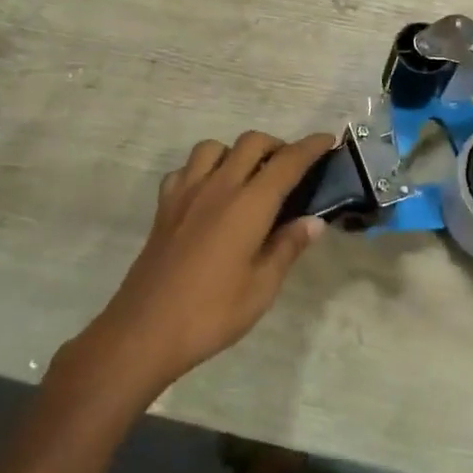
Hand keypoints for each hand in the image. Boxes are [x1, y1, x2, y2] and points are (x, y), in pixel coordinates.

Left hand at [72, 130, 335, 399]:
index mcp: (249, 205)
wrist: (144, 332)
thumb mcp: (263, 287)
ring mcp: (186, 193)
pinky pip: (185, 170)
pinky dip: (202, 170)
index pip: (287, 162)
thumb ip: (288, 247)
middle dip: (277, 145)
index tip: (327, 139)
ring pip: (214, 147)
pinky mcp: (164, 207)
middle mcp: (219, 187)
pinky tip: (209, 194)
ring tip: (248, 177)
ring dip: (237, 152)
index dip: (311, 147)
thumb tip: (313, 221)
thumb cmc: (212, 313)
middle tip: (291, 167)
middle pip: (252, 143)